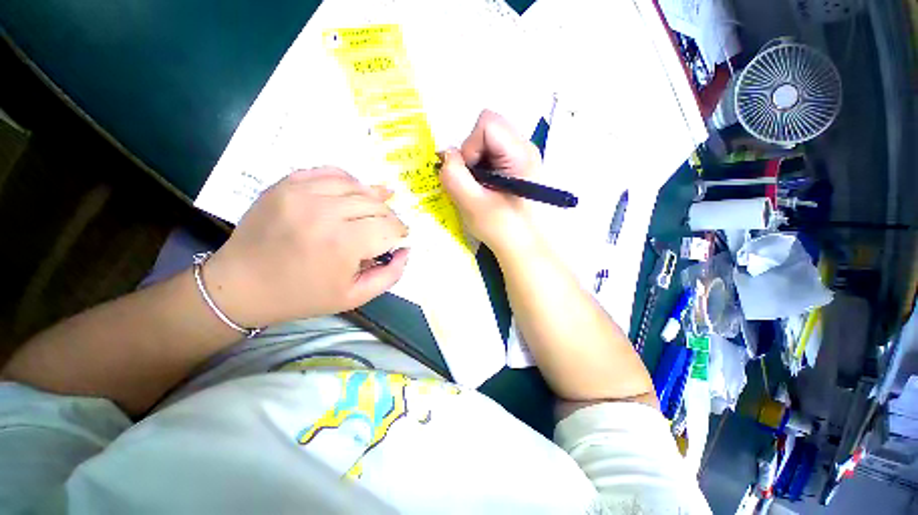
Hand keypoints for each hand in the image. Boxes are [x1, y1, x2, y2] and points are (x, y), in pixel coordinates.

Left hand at [204, 168, 408, 326]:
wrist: (241, 286)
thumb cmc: (303, 296)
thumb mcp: (355, 297)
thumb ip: (390, 275)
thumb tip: (406, 250)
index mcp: (343, 244)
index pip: (389, 227)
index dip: (401, 232)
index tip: (401, 239)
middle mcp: (325, 212)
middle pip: (376, 204)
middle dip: (390, 218)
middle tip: (389, 229)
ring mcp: (302, 193)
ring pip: (357, 186)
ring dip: (373, 198)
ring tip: (375, 210)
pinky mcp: (287, 184)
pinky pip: (330, 172)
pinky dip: (349, 181)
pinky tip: (353, 192)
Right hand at [440, 110, 542, 254]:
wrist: (525, 248)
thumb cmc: (503, 230)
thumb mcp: (473, 205)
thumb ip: (454, 176)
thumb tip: (446, 154)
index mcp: (520, 154)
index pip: (487, 123)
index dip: (470, 146)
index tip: (471, 175)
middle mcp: (525, 148)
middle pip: (487, 130)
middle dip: (471, 155)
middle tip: (473, 184)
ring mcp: (522, 157)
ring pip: (487, 143)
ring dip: (475, 164)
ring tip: (480, 191)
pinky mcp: (516, 167)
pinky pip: (491, 156)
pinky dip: (481, 170)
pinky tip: (486, 191)